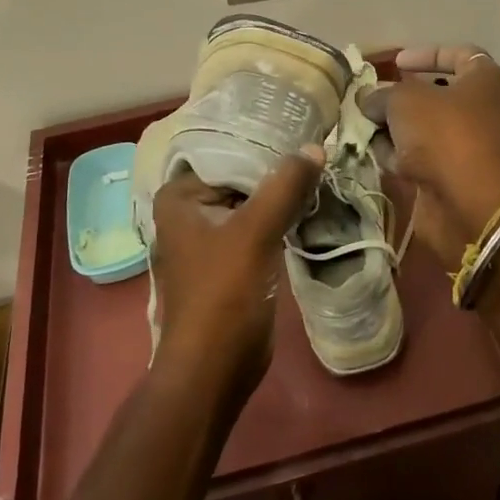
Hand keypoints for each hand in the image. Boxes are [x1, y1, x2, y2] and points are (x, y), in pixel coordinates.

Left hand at [149, 150, 322, 396]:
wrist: (214, 370)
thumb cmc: (223, 294)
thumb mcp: (256, 232)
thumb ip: (285, 185)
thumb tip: (316, 147)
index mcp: (179, 196)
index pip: (227, 151)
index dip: (265, 141)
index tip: (302, 128)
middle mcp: (188, 211)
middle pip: (240, 177)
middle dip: (276, 168)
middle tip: (318, 148)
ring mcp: (207, 238)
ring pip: (251, 202)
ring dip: (281, 193)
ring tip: (320, 170)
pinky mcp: (228, 261)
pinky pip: (256, 226)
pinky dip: (279, 217)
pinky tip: (309, 205)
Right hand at [362, 45, 499, 265]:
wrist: (469, 202)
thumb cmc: (443, 134)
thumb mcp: (404, 101)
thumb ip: (382, 94)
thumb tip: (367, 99)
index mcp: (484, 80)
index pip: (458, 54)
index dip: (425, 54)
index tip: (396, 64)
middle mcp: (483, 109)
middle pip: (436, 94)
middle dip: (401, 96)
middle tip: (373, 99)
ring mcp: (470, 144)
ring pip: (425, 127)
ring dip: (395, 128)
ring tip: (365, 127)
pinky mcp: (456, 175)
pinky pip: (423, 156)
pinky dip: (401, 155)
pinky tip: (377, 155)